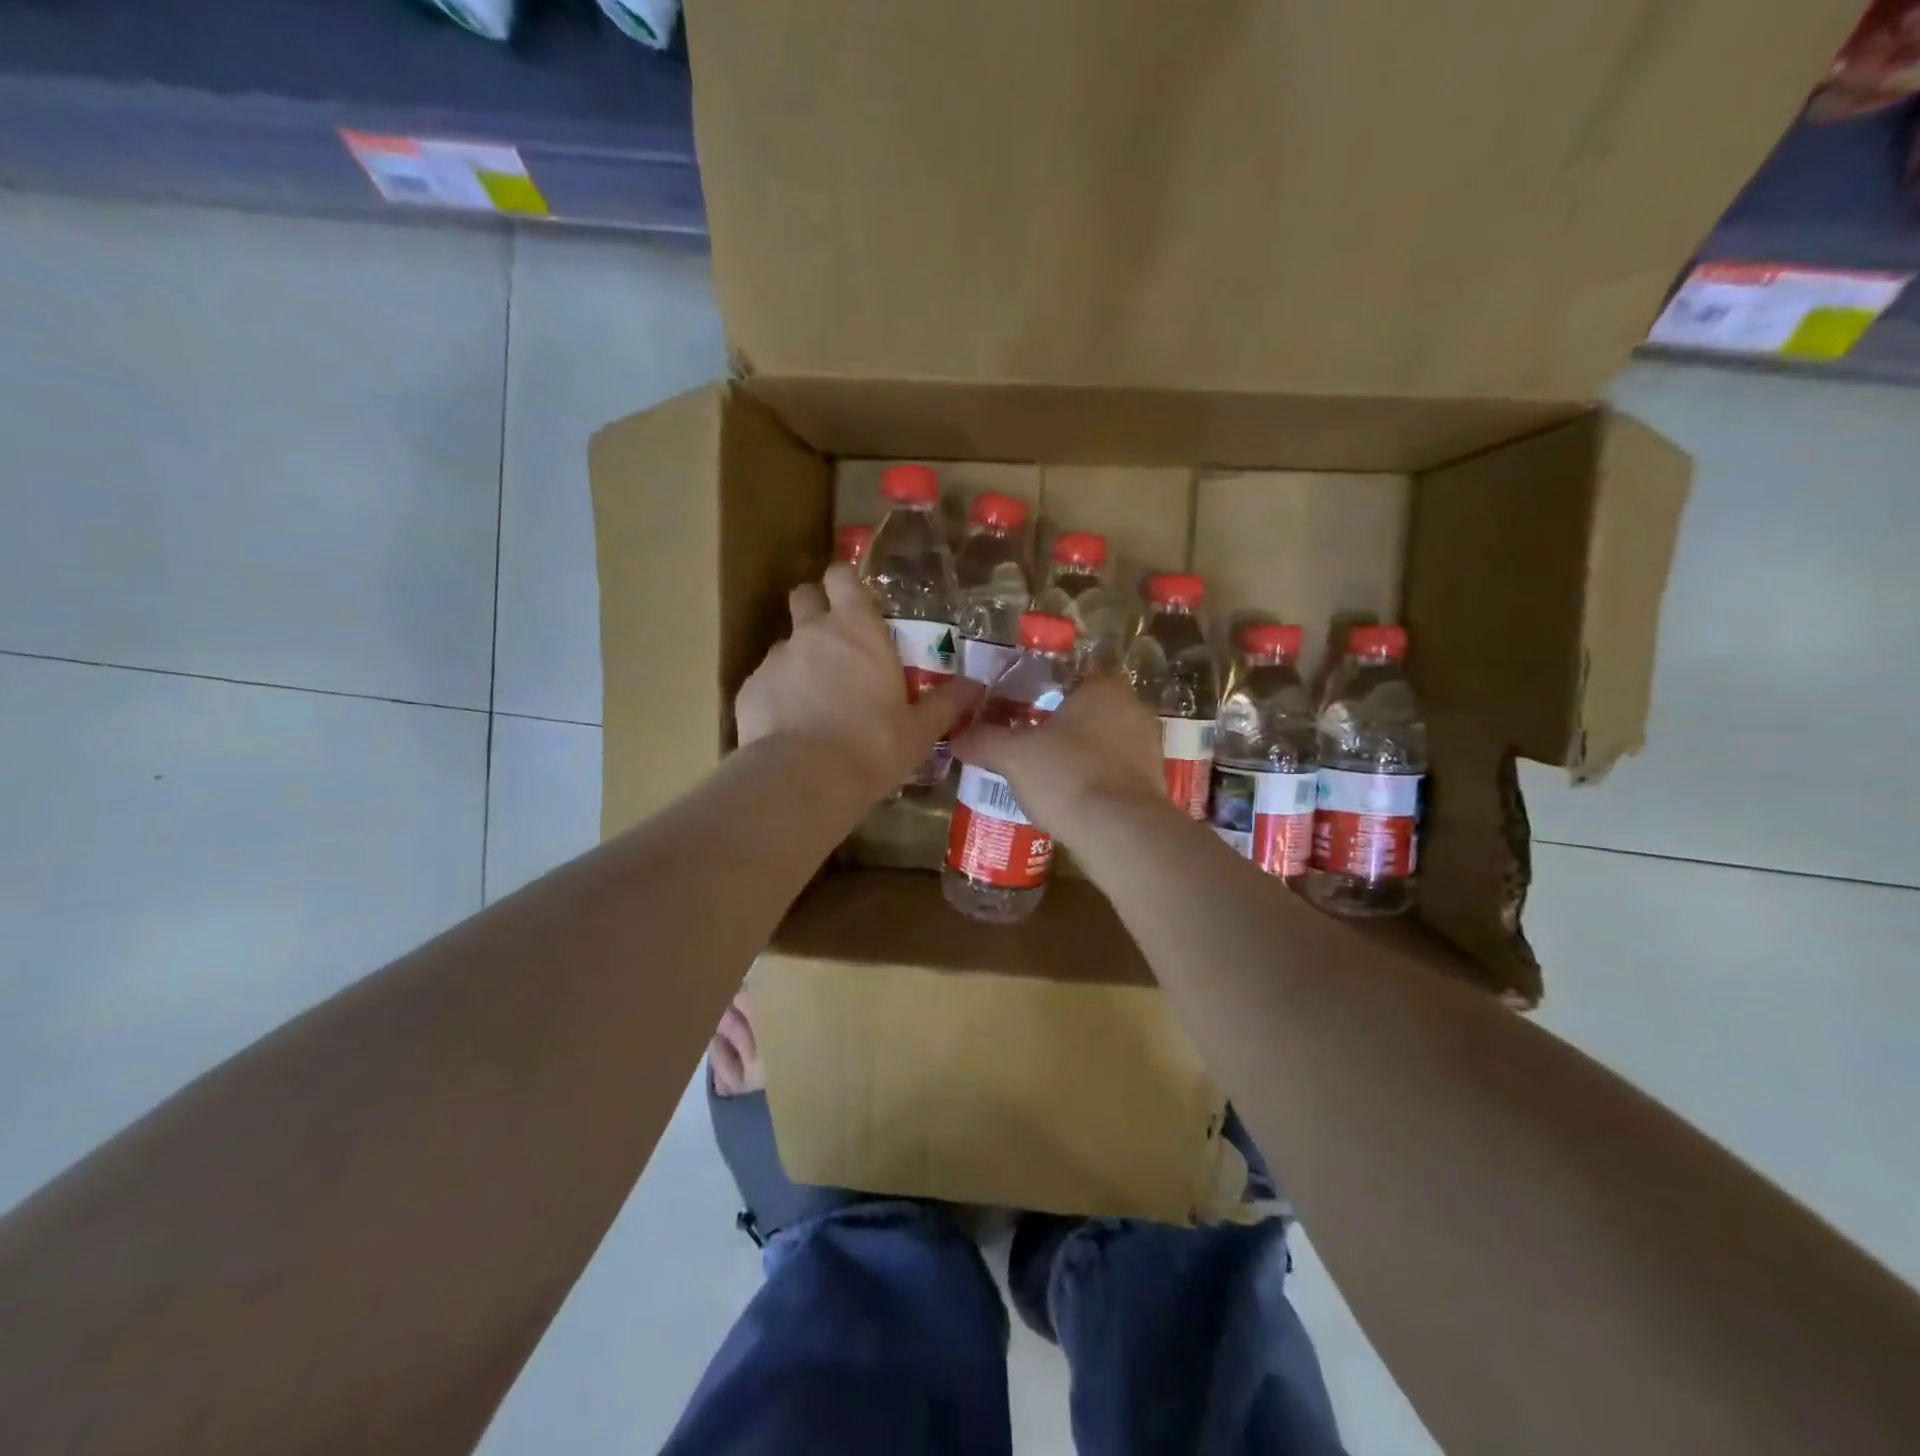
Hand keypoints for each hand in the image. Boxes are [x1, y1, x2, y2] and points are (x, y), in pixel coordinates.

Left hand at [735, 564, 977, 799]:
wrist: (806, 779)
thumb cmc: (874, 746)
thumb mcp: (919, 730)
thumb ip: (946, 703)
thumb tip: (975, 686)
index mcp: (858, 630)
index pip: (842, 576)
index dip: (844, 581)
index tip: (852, 597)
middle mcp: (812, 633)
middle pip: (804, 596)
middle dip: (814, 608)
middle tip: (833, 641)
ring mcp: (776, 659)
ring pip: (785, 644)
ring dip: (798, 660)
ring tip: (813, 699)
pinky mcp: (750, 689)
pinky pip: (766, 682)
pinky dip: (777, 695)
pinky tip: (790, 727)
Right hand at [951, 672, 1167, 840]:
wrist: (1121, 834)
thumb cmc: (1068, 775)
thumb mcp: (1013, 755)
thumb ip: (983, 740)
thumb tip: (956, 737)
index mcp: (1104, 687)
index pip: (1071, 675)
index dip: (1042, 689)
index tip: (1018, 708)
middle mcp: (1133, 709)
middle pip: (1087, 711)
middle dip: (1059, 725)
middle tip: (1025, 740)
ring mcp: (1148, 748)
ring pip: (1101, 743)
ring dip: (1076, 755)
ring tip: (1042, 773)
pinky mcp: (1152, 784)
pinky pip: (1113, 774)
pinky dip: (1092, 781)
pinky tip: (1067, 798)